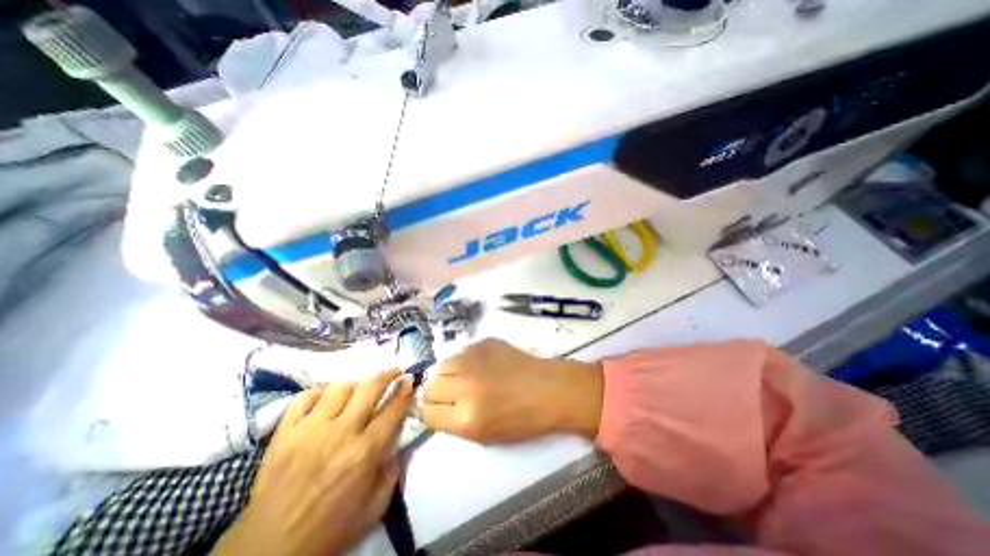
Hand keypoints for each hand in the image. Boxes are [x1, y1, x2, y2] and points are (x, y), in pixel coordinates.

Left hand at [212, 372, 414, 555]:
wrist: (268, 550)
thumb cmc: (329, 529)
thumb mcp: (374, 508)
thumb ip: (392, 471)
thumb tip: (398, 443)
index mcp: (365, 451)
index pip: (392, 409)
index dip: (404, 390)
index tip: (408, 380)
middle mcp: (341, 432)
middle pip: (370, 388)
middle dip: (387, 374)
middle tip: (394, 371)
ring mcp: (310, 429)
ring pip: (339, 387)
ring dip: (355, 384)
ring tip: (359, 388)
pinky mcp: (285, 432)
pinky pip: (304, 397)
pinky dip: (319, 391)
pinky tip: (327, 396)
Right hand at [417, 338, 602, 442]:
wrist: (549, 389)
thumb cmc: (522, 419)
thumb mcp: (484, 435)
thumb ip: (453, 422)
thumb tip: (432, 407)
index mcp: (467, 417)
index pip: (426, 412)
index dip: (430, 412)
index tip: (438, 410)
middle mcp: (465, 385)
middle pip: (429, 386)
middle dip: (436, 393)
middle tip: (451, 395)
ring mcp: (475, 359)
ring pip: (441, 365)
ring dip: (448, 374)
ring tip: (464, 378)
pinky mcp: (484, 342)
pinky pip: (460, 352)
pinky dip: (464, 361)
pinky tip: (480, 366)